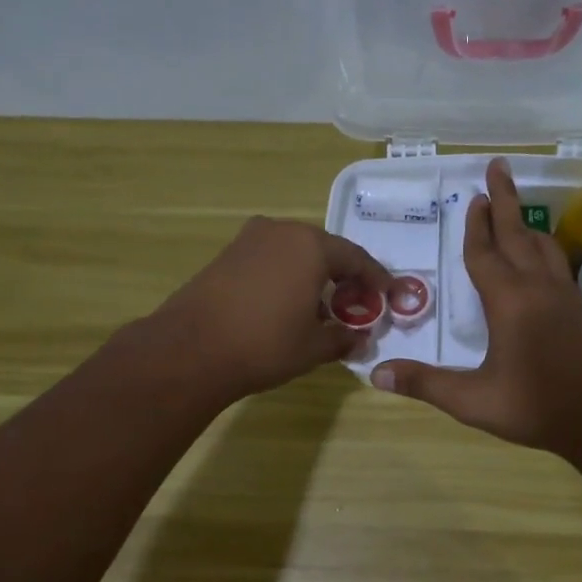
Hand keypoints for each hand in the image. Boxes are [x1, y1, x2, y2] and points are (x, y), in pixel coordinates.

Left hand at [149, 217, 391, 401]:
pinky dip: (288, 277)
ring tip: (323, 308)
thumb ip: (344, 338)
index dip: (377, 280)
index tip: (391, 297)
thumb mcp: (314, 347)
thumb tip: (361, 338)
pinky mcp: (227, 254)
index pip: (357, 259)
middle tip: (357, 304)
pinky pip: (271, 260)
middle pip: (326, 251)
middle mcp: (281, 231)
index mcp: (311, 246)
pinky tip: (288, 304)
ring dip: (315, 276)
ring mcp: (250, 240)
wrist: (190, 350)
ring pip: (296, 253)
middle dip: (345, 277)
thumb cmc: (264, 345)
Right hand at [372, 159, 581, 450]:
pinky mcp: (576, 310)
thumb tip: (376, 374)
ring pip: (543, 247)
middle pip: (517, 235)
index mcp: (509, 302)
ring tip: (515, 209)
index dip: (475, 227)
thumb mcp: (472, 400)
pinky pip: (557, 264)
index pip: (485, 255)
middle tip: (498, 168)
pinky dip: (544, 248)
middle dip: (505, 201)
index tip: (473, 197)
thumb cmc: (533, 407)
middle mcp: (537, 288)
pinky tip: (542, 257)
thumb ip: (425, 384)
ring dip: (525, 224)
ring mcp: (562, 297)